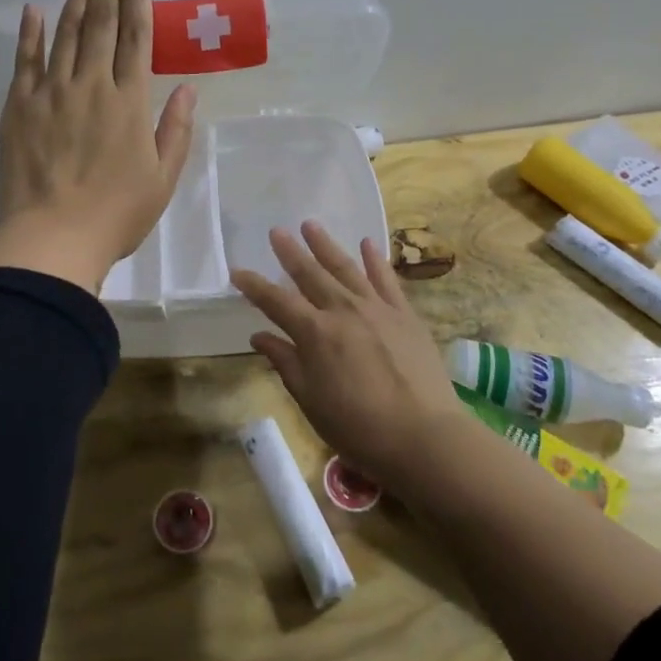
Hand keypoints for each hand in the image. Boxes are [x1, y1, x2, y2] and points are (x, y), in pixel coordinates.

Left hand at [0, 0, 197, 293]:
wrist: (54, 238)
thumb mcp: (162, 178)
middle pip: (100, 25)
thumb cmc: (117, 214)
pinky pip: (25, 61)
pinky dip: (30, 33)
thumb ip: (176, 130)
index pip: (135, 38)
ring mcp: (51, 93)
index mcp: (129, 102)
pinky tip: (34, 9)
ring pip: (65, 33)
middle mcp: (92, 86)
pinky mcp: (19, 106)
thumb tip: (188, 89)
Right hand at [231, 222, 470, 492]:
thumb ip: (285, 362)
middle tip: (276, 231)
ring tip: (310, 225)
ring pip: (346, 268)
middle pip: (310, 274)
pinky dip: (375, 259)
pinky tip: (367, 243)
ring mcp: (377, 308)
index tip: (237, 271)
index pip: (276, 302)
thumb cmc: (359, 427)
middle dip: (290, 252)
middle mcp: (343, 310)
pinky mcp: (405, 314)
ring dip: (326, 245)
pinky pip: (386, 279)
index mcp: (315, 333)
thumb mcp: (311, 400)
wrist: (424, 436)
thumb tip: (259, 336)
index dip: (254, 286)